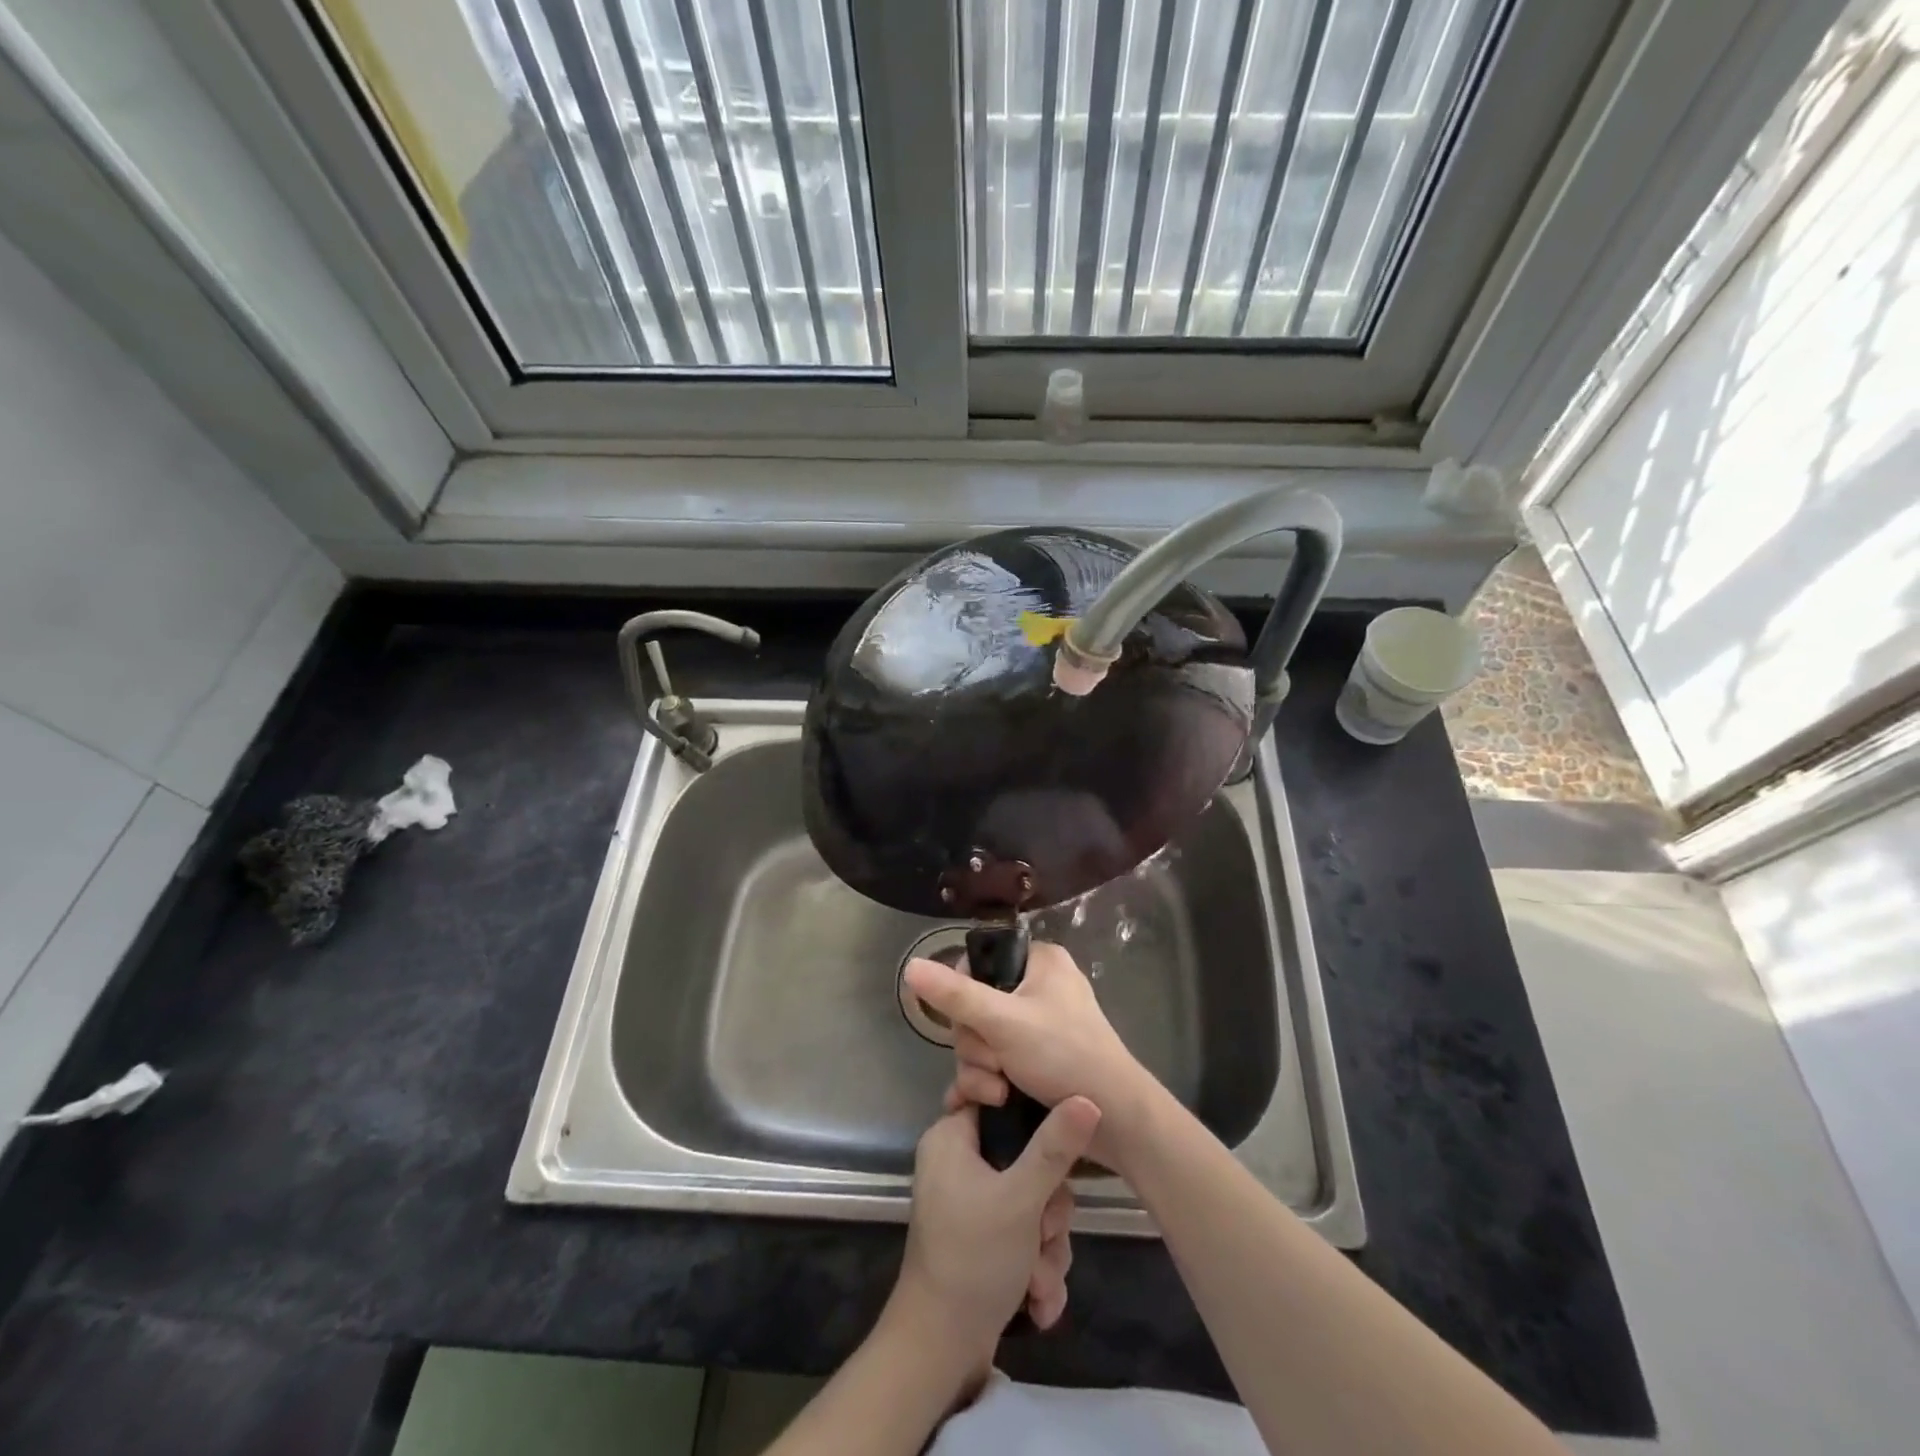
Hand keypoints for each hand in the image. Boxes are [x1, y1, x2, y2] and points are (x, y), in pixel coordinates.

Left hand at [889, 1097, 1100, 1375]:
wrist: (941, 1350)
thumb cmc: (973, 1257)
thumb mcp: (1021, 1198)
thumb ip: (1055, 1147)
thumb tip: (1087, 1097)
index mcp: (953, 1138)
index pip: (998, 1100)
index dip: (1031, 1117)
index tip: (1052, 1143)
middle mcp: (961, 1163)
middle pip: (1028, 1158)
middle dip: (1048, 1210)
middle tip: (1043, 1232)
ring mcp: (975, 1204)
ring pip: (1035, 1203)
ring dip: (1047, 1247)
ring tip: (1037, 1279)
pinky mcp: (987, 1240)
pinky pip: (1027, 1235)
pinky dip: (1037, 1268)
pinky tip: (1037, 1300)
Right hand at [905, 942, 1153, 1172]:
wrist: (1115, 1119)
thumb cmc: (1065, 1055)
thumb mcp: (1004, 1022)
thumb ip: (955, 996)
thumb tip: (910, 965)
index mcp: (1039, 962)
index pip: (980, 964)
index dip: (964, 997)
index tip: (972, 1024)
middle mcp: (1038, 988)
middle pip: (975, 1008)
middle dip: (977, 1046)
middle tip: (995, 1067)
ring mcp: (1037, 1027)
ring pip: (982, 1040)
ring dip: (981, 1071)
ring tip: (999, 1094)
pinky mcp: (1037, 1060)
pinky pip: (996, 1061)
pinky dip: (988, 1082)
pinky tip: (980, 1105)